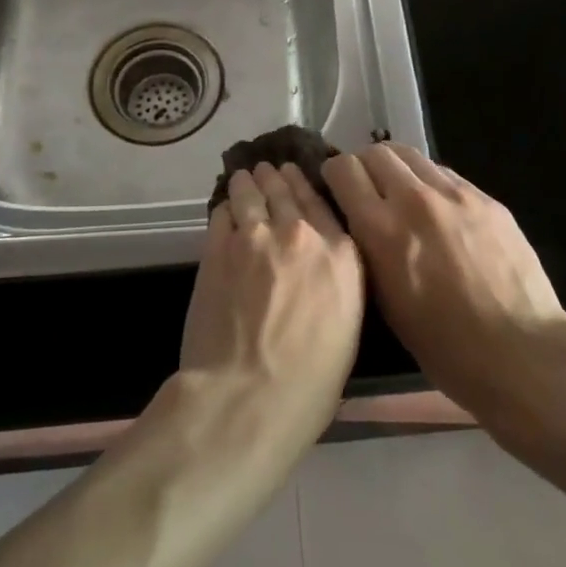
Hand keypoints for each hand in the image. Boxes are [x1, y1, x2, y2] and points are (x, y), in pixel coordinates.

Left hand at [177, 162, 364, 456]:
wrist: (248, 396)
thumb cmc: (309, 384)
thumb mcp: (346, 329)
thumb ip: (336, 283)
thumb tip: (320, 269)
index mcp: (341, 256)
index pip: (322, 205)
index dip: (306, 186)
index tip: (297, 176)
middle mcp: (301, 234)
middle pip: (286, 191)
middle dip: (276, 178)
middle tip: (269, 169)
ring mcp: (256, 235)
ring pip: (252, 193)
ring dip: (249, 182)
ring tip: (245, 175)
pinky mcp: (219, 246)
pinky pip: (224, 213)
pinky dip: (226, 206)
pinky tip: (226, 205)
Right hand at [323, 143, 565, 435]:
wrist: (522, 352)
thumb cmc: (445, 347)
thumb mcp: (386, 303)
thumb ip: (368, 250)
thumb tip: (360, 222)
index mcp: (382, 230)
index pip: (343, 170)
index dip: (334, 177)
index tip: (337, 192)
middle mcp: (414, 199)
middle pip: (375, 152)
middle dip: (365, 167)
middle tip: (368, 192)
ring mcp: (454, 194)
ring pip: (411, 155)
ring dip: (398, 170)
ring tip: (403, 197)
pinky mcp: (486, 197)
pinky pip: (445, 173)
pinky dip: (430, 182)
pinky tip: (439, 211)